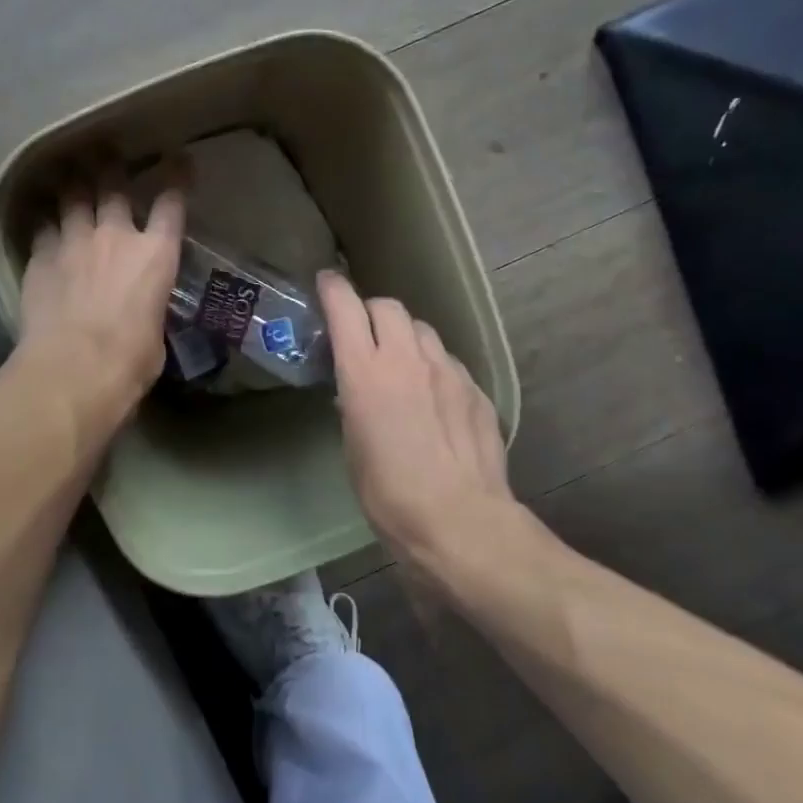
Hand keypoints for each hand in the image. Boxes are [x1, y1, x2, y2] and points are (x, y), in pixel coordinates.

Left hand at [17, 173, 185, 436]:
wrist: (74, 369)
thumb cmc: (131, 361)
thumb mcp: (156, 334)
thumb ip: (149, 309)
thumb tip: (142, 314)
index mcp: (156, 255)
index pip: (171, 204)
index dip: (176, 179)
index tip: (178, 162)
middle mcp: (115, 236)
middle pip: (113, 187)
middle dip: (112, 168)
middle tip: (107, 156)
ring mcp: (74, 242)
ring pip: (71, 197)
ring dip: (73, 187)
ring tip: (70, 176)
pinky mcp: (40, 258)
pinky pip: (43, 228)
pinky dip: (46, 223)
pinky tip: (44, 223)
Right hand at [319, 271, 514, 562]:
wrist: (459, 520)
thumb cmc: (389, 495)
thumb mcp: (353, 450)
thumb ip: (354, 407)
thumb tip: (356, 394)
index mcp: (365, 373)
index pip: (346, 308)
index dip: (333, 289)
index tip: (327, 282)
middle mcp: (407, 359)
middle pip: (389, 307)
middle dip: (372, 311)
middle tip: (365, 333)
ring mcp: (447, 371)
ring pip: (423, 330)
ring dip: (406, 337)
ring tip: (402, 365)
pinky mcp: (476, 390)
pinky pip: (449, 362)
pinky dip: (434, 367)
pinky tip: (435, 397)